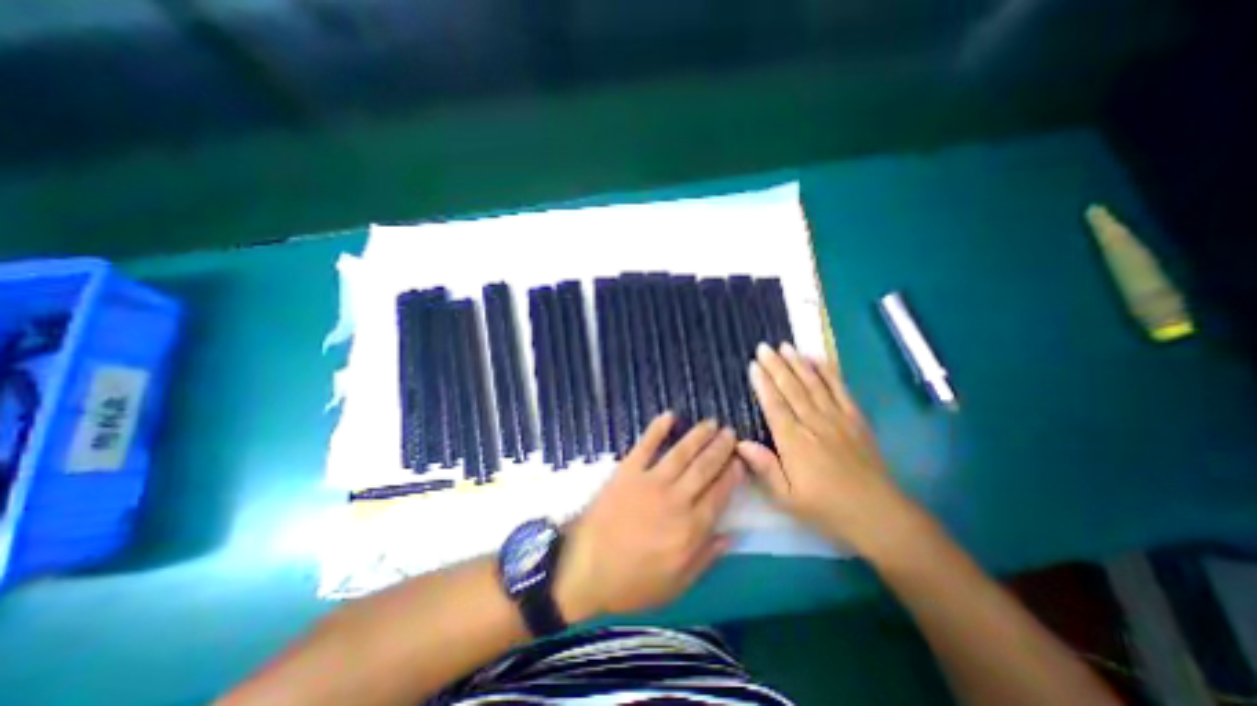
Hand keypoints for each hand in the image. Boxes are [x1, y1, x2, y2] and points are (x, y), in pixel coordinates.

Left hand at [553, 415, 738, 623]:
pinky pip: (646, 444)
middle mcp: (676, 499)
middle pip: (705, 467)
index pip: (720, 493)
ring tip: (711, 422)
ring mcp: (651, 481)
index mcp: (691, 528)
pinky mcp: (628, 471)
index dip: (732, 474)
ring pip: (682, 452)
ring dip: (699, 435)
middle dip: (721, 448)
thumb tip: (733, 534)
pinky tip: (669, 415)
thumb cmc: (633, 583)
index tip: (741, 460)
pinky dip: (657, 428)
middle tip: (730, 433)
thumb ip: (707, 557)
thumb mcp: (676, 584)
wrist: (586, 571)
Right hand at [740, 342, 915, 552]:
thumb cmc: (825, 507)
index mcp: (794, 442)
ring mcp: (837, 418)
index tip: (753, 365)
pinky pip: (840, 390)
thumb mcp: (787, 498)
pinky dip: (829, 372)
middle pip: (791, 388)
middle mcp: (814, 423)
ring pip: (813, 384)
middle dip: (776, 366)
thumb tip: (740, 443)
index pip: (774, 405)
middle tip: (764, 347)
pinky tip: (818, 359)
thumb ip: (764, 468)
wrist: (878, 514)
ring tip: (786, 346)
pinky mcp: (856, 419)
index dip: (763, 383)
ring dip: (798, 363)